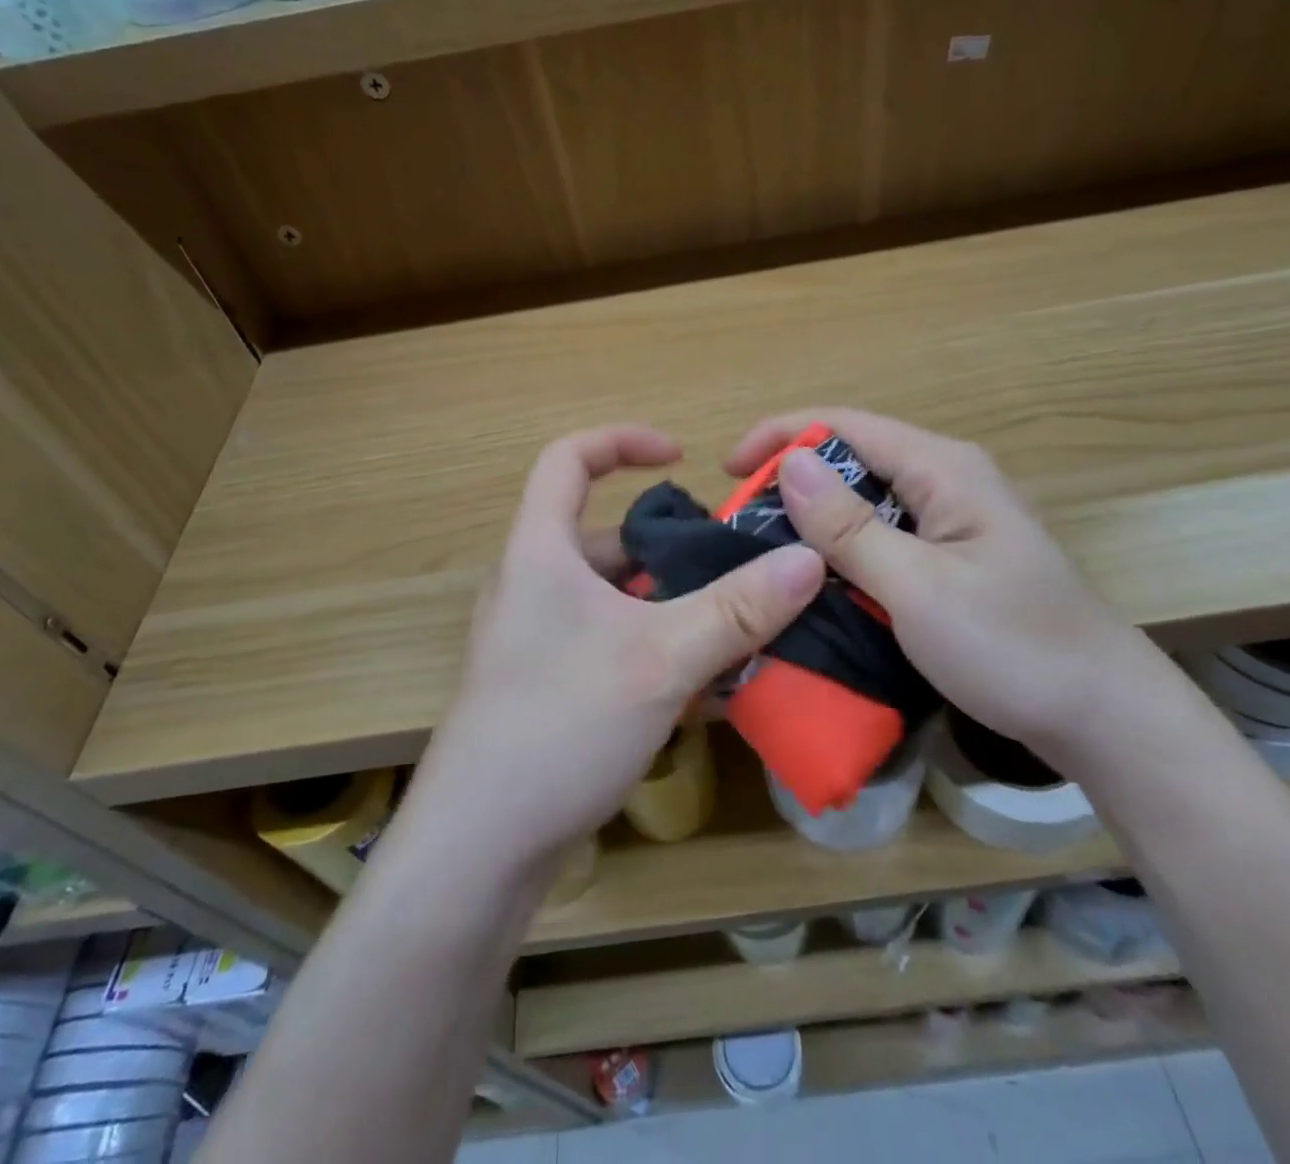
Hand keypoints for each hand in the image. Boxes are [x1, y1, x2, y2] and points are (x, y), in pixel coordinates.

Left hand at [406, 426, 824, 889]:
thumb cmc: (559, 725)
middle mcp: (533, 585)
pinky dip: (655, 648)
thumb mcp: (660, 659)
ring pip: (616, 598)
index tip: (681, 456)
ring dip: (673, 606)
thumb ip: (737, 610)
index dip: (623, 441)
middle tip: (734, 567)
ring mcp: (538, 640)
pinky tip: (704, 688)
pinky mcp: (548, 686)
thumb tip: (810, 559)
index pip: (569, 458)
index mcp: (540, 551)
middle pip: (607, 537)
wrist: (479, 848)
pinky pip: (610, 643)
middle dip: (672, 547)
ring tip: (737, 629)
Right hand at [726, 409, 1181, 767]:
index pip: (846, 425)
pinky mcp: (954, 556)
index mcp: (944, 469)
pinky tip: (817, 577)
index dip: (781, 435)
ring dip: (816, 518)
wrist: (1104, 716)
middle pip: (854, 457)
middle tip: (741, 524)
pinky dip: (844, 547)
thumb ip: (850, 527)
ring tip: (766, 550)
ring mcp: (954, 519)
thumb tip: (790, 463)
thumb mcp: (918, 588)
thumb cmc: (1012, 648)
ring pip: (867, 500)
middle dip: (794, 480)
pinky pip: (884, 534)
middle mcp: (948, 480)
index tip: (727, 470)